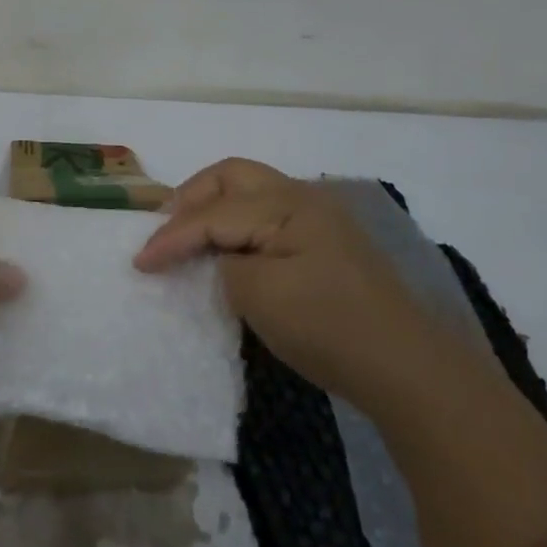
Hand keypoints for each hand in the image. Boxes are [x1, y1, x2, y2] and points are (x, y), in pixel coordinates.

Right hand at [133, 158, 433, 400]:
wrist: (408, 370)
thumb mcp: (260, 297)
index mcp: (286, 203)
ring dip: (215, 205)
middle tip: (163, 227)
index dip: (171, 237)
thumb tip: (220, 258)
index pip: (213, 213)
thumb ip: (224, 265)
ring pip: (252, 190)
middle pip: (232, 176)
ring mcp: (319, 217)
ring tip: (189, 233)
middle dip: (192, 197)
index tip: (138, 262)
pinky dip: (239, 222)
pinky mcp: (328, 242)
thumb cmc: (329, 328)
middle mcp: (303, 196)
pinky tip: (229, 247)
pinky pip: (269, 213)